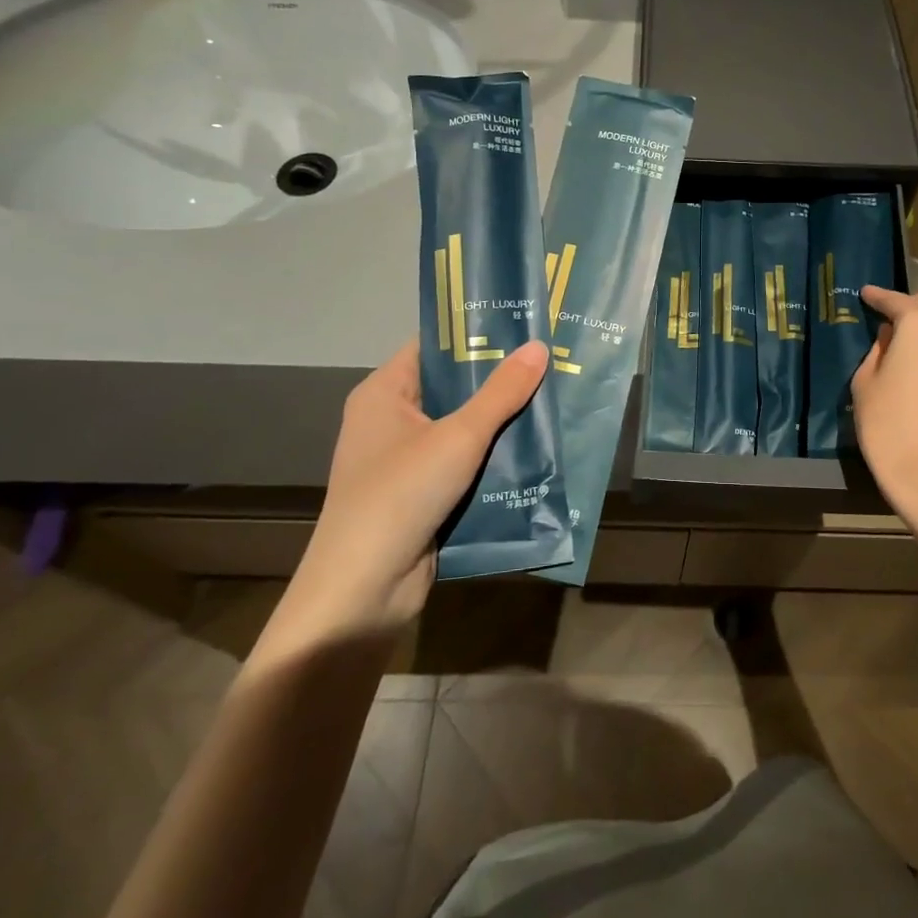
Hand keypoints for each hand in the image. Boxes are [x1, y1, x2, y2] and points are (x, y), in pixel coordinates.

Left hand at [263, 338, 548, 651]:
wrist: (363, 591)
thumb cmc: (401, 495)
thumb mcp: (459, 437)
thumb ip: (501, 393)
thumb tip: (538, 346)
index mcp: (384, 393)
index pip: (433, 347)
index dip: (475, 334)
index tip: (524, 326)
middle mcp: (389, 421)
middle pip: (451, 388)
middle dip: (499, 380)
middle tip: (550, 362)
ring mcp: (404, 461)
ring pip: (461, 429)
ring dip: (501, 422)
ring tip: (553, 399)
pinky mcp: (421, 495)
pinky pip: (463, 464)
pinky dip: (493, 458)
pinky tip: (536, 450)